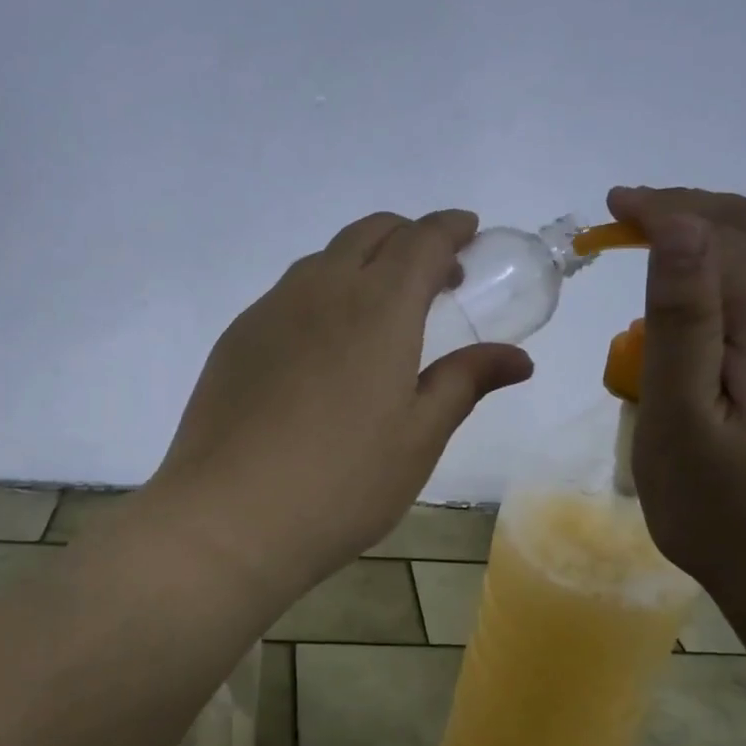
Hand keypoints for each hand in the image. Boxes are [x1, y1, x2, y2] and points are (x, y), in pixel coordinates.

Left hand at [149, 210, 532, 597]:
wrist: (229, 518)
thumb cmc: (342, 484)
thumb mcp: (418, 438)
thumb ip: (465, 382)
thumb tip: (516, 358)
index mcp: (378, 307)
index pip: (421, 240)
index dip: (451, 228)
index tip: (469, 233)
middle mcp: (320, 290)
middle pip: (369, 233)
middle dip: (408, 237)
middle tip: (434, 275)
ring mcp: (270, 311)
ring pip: (323, 260)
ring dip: (361, 263)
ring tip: (380, 310)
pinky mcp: (236, 339)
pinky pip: (287, 294)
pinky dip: (320, 294)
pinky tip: (322, 346)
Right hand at [608, 187, 745, 601]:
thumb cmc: (730, 511)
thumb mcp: (682, 419)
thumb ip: (682, 319)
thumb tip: (681, 227)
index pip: (718, 234)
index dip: (661, 210)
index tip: (609, 206)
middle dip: (691, 210)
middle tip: (628, 216)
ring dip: (723, 232)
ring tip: (667, 238)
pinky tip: (721, 289)